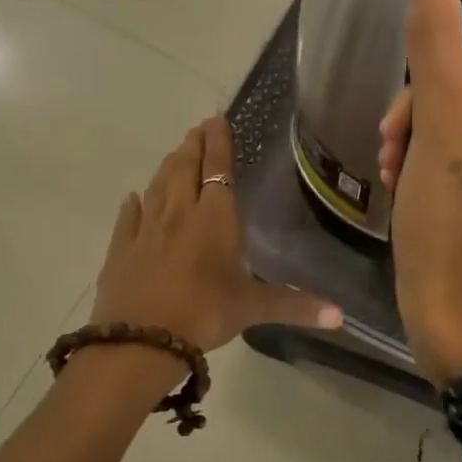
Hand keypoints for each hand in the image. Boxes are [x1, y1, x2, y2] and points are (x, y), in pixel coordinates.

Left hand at [93, 116, 340, 351]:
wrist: (139, 342)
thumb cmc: (205, 314)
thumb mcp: (254, 308)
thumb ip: (297, 306)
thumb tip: (341, 317)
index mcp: (215, 219)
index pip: (218, 170)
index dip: (219, 144)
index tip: (218, 118)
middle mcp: (179, 214)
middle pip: (184, 168)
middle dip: (194, 145)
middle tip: (199, 127)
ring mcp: (146, 230)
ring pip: (157, 186)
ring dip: (168, 166)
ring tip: (176, 152)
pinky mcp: (120, 250)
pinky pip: (127, 218)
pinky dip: (133, 204)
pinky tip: (133, 197)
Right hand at [379, 0, 461, 384]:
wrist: (451, 310)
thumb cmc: (452, 212)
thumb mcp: (440, 118)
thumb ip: (436, 40)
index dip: (443, 69)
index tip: (408, 104)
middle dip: (425, 113)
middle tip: (393, 144)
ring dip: (422, 139)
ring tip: (396, 170)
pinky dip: (434, 166)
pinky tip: (408, 186)